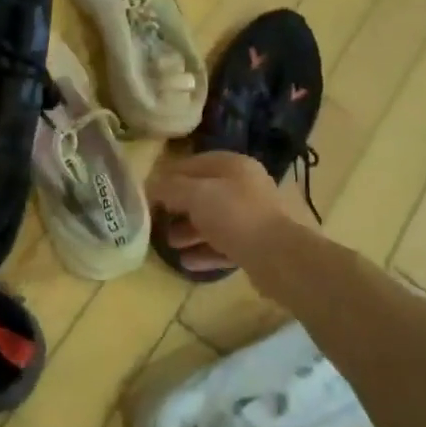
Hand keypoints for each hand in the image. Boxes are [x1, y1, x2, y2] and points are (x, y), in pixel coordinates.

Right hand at [147, 150, 294, 273]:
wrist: (278, 257)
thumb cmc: (234, 215)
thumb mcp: (195, 195)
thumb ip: (169, 188)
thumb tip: (150, 186)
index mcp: (234, 166)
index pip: (193, 164)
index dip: (167, 177)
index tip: (147, 194)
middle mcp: (246, 187)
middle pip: (203, 194)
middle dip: (178, 208)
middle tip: (157, 221)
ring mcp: (253, 217)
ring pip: (213, 221)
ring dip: (189, 231)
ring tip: (169, 244)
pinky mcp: (256, 245)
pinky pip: (224, 245)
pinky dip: (205, 251)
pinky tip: (187, 262)